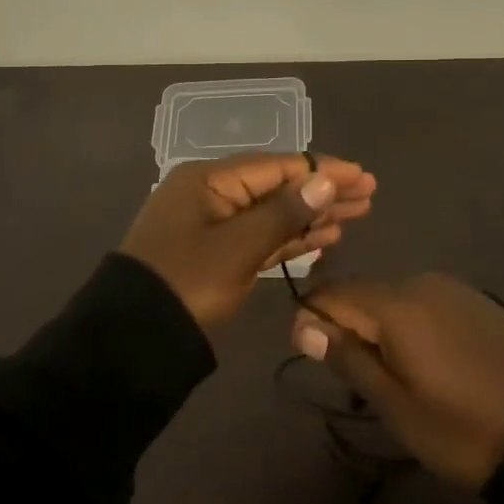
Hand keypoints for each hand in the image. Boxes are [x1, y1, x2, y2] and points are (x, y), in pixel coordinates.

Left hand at [120, 153, 375, 329]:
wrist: (135, 337)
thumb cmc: (187, 282)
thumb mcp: (238, 246)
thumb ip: (284, 213)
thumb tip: (324, 180)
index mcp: (210, 180)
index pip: (277, 166)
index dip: (322, 170)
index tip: (362, 176)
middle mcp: (213, 195)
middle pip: (278, 187)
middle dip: (322, 191)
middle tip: (369, 195)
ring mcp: (214, 226)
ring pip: (273, 213)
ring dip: (312, 215)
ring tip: (356, 215)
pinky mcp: (218, 255)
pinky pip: (261, 237)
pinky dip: (292, 238)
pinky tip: (324, 238)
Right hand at [291, 274, 503, 488]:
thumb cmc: (464, 428)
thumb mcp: (396, 405)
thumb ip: (349, 357)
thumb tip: (303, 324)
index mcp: (395, 305)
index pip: (331, 292)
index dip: (312, 320)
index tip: (314, 358)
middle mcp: (419, 283)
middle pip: (360, 293)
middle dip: (347, 328)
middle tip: (356, 381)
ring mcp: (450, 288)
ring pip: (390, 299)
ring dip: (378, 329)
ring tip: (390, 378)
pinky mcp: (472, 300)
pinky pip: (420, 303)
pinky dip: (407, 327)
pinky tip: (425, 363)